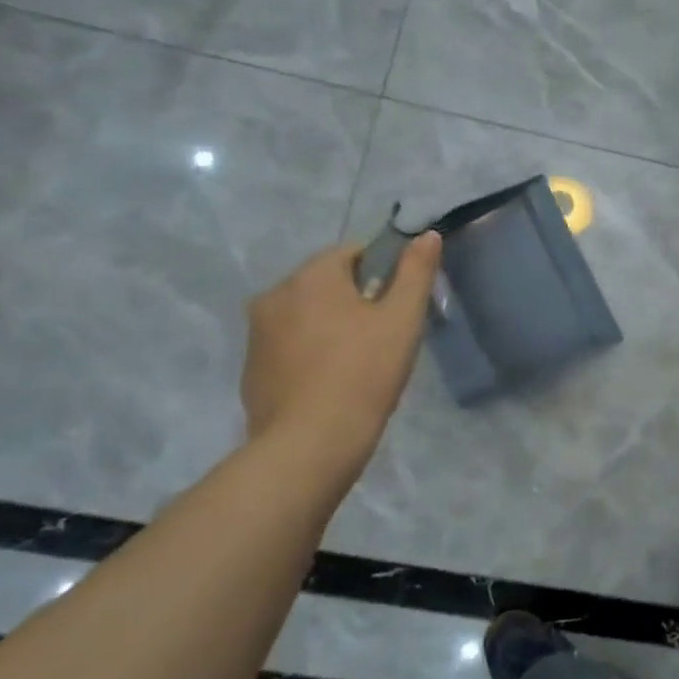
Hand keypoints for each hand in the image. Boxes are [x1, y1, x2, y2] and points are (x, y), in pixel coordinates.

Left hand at [241, 233, 442, 468]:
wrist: (311, 444)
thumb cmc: (364, 373)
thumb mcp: (403, 319)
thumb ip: (416, 272)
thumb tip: (427, 234)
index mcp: (311, 276)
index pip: (352, 252)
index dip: (382, 272)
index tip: (396, 305)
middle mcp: (275, 294)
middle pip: (326, 282)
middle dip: (354, 299)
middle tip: (382, 336)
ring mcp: (257, 332)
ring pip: (305, 313)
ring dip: (330, 325)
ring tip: (358, 363)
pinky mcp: (251, 367)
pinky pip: (289, 344)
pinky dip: (310, 352)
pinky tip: (331, 382)